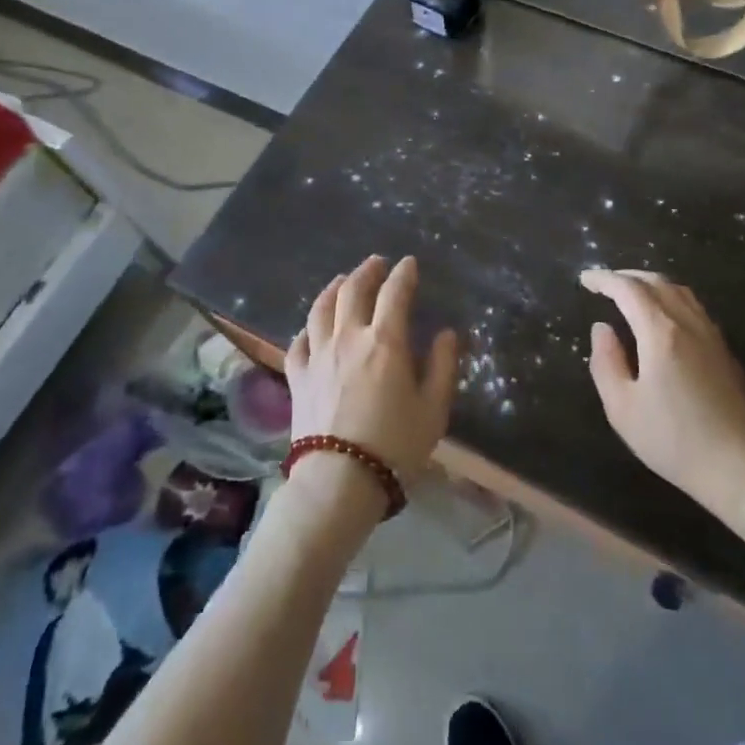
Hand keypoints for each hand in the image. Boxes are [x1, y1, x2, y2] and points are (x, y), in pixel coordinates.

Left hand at [286, 255, 458, 492]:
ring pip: (321, 308)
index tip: (409, 263)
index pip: (395, 293)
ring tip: (342, 281)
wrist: (339, 481)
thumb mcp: (434, 408)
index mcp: (385, 341)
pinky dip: (308, 328)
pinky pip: (298, 342)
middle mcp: (349, 337)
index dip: (404, 274)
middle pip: (353, 290)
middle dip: (367, 271)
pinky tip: (312, 328)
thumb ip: (443, 365)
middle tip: (377, 263)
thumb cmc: (396, 445)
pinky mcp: (297, 378)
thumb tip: (446, 333)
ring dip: (334, 288)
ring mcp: (318, 356)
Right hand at [582, 268, 744, 541]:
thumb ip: (606, 362)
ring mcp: (711, 335)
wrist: (741, 467)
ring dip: (651, 284)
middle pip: (657, 282)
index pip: (629, 289)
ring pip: (680, 291)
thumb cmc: (674, 441)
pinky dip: (670, 298)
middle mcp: (688, 323)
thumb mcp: (623, 408)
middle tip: (604, 284)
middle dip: (627, 276)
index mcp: (661, 333)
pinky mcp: (724, 350)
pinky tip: (662, 317)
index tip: (585, 279)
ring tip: (631, 295)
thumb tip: (602, 328)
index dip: (604, 279)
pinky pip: (693, 307)